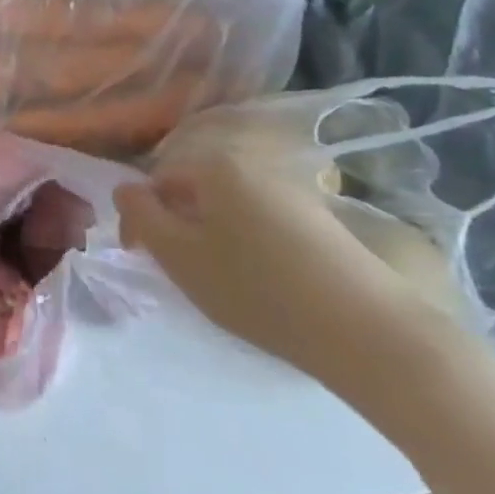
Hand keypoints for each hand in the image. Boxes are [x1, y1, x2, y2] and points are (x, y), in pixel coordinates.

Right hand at [114, 109, 426, 383]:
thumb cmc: (256, 288)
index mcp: (214, 164)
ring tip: (217, 277)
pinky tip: (258, 279)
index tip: (141, 255)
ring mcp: (291, 188)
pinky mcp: (319, 217)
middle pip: (194, 188)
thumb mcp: (179, 256)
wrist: (367, 331)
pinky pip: (260, 218)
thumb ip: (141, 216)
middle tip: (178, 269)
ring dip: (210, 233)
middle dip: (177, 222)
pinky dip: (245, 241)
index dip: (141, 217)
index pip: (157, 179)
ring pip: (228, 204)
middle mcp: (253, 163)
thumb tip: (127, 189)